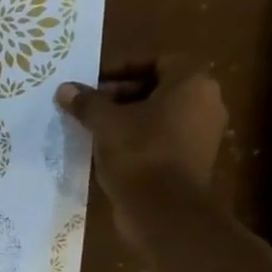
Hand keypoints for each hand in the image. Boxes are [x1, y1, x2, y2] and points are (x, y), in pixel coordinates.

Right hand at [55, 57, 226, 247]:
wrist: (164, 211)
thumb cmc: (139, 154)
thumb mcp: (105, 123)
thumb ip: (86, 102)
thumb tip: (65, 88)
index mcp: (192, 84)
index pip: (158, 60)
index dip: (123, 67)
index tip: (94, 82)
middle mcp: (206, 104)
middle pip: (159, 87)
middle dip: (121, 94)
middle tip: (90, 106)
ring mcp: (202, 134)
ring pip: (159, 114)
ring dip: (127, 118)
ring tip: (94, 128)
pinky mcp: (192, 160)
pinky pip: (162, 138)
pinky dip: (138, 138)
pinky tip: (108, 150)